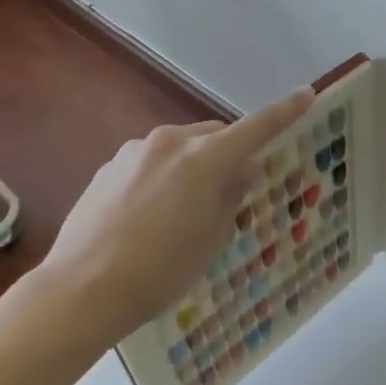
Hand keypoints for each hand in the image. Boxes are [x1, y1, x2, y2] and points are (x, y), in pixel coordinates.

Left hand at [39, 87, 316, 344]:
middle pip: (215, 135)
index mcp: (205, 159)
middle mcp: (172, 141)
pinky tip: (145, 214)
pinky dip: (162, 175)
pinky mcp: (110, 164)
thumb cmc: (159, 272)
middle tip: (228, 192)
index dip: (284, 112)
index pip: (256, 127)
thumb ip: (232, 196)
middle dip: (227, 154)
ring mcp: (136, 150)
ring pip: (181, 146)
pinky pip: (151, 160)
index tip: (306, 94)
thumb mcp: (211, 241)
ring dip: (192, 165)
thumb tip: (244, 169)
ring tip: (178, 211)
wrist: (79, 290)